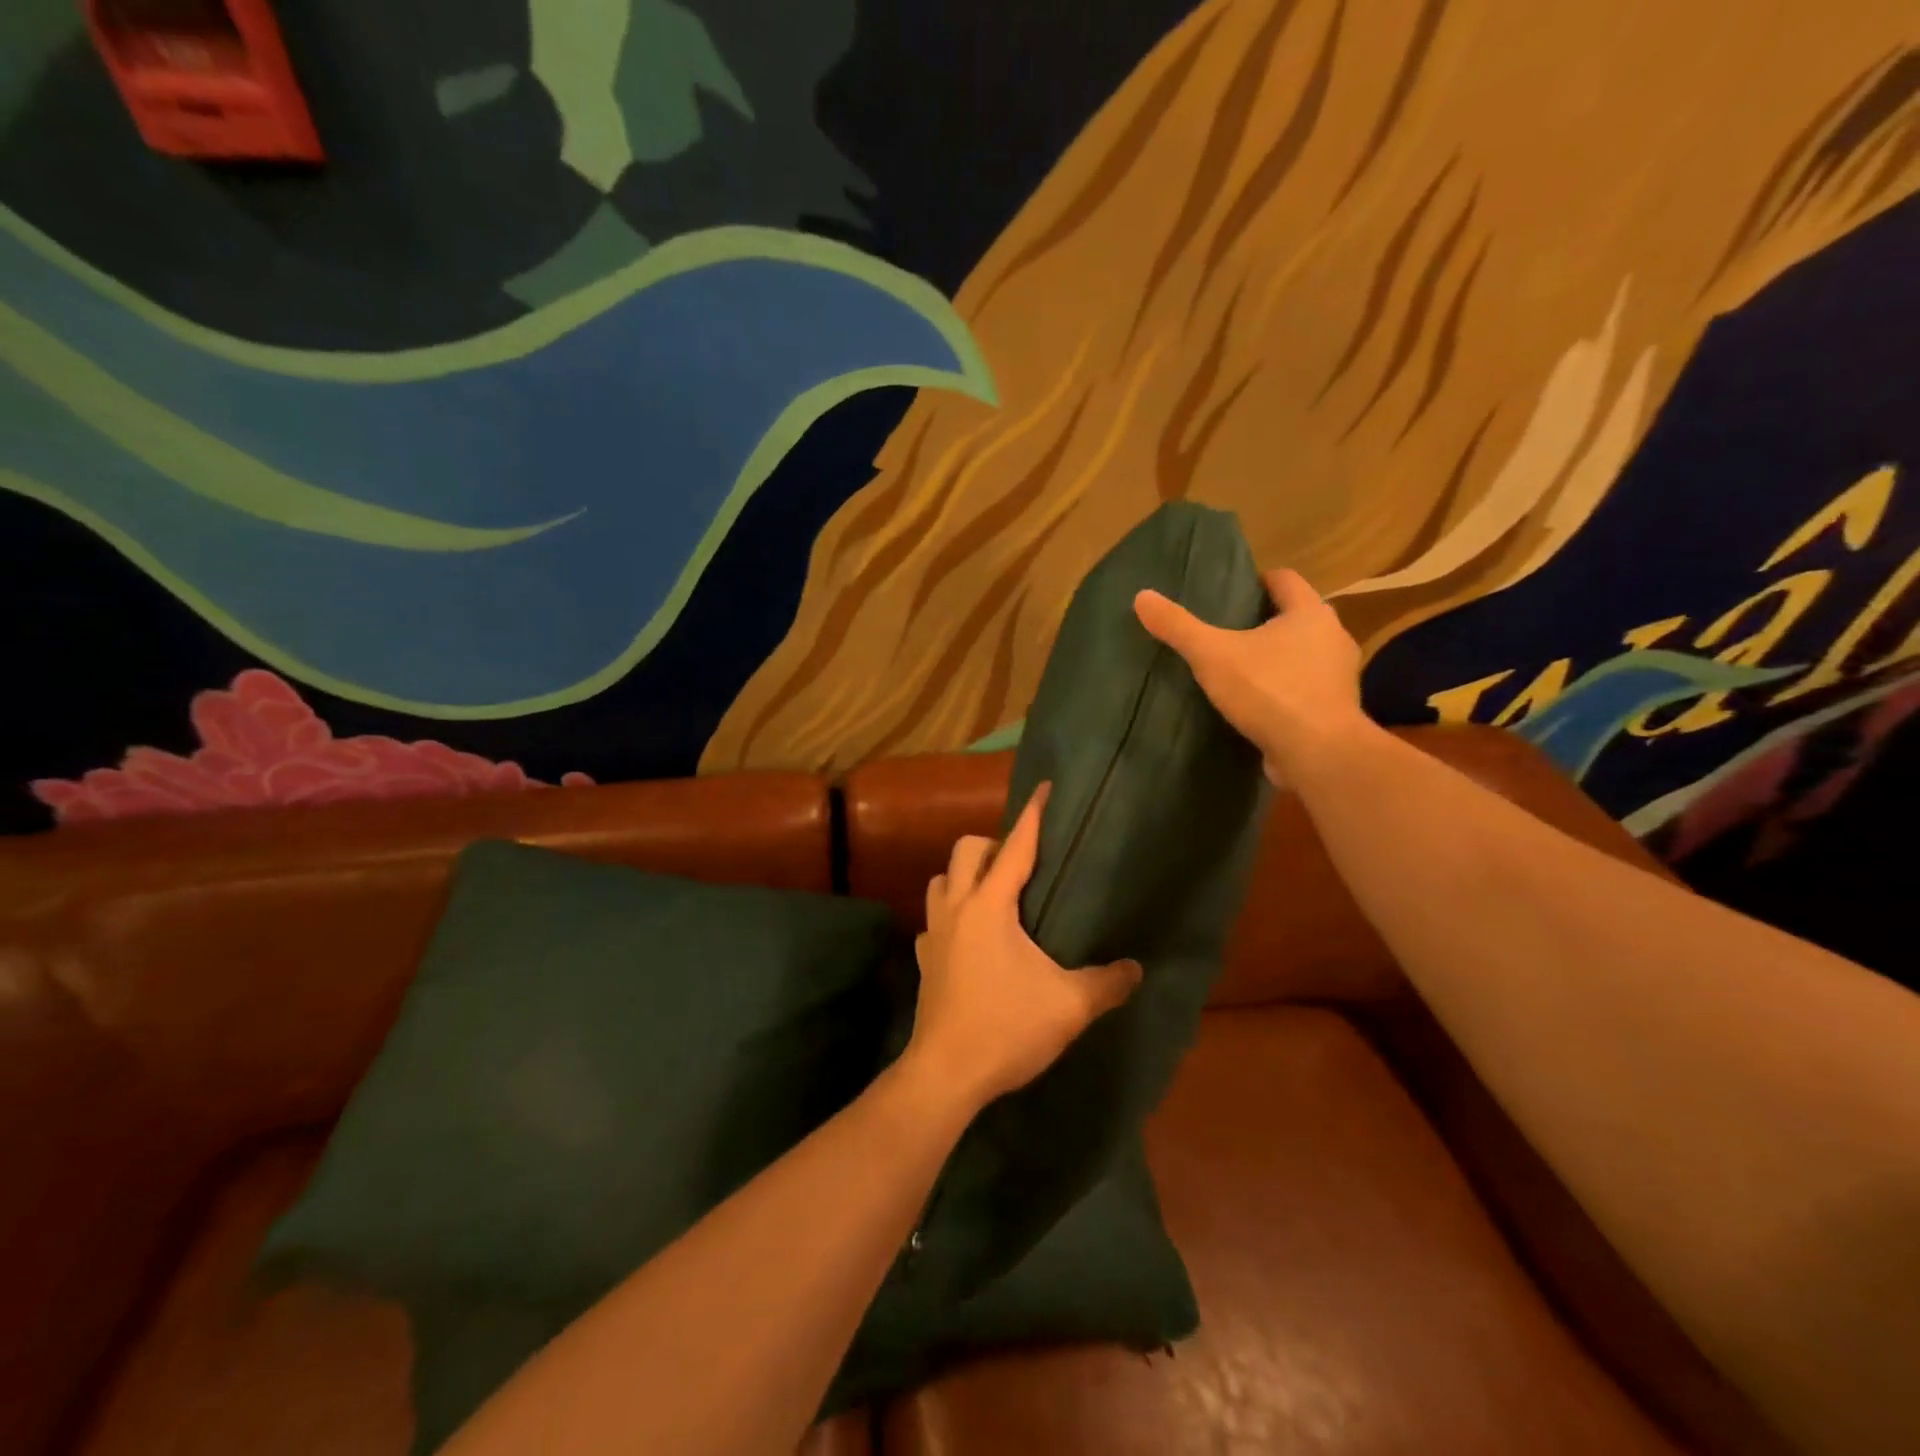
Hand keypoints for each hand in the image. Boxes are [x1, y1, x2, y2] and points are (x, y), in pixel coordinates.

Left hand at [906, 783, 1142, 1111]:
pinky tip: (970, 939)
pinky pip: (933, 919)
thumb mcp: (1069, 1006)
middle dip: (993, 845)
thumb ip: (1107, 983)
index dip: (1032, 815)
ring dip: (965, 876)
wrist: (945, 1074)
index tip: (1043, 787)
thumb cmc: (1006, 1028)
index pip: (1015, 846)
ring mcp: (933, 932)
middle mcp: (956, 908)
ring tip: (995, 896)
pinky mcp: (923, 958)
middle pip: (965, 850)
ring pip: (941, 880)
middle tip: (1022, 866)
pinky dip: (951, 915)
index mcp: (990, 906)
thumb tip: (1135, 969)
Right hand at [1134, 567, 1368, 784]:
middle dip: (1268, 622)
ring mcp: (1339, 677)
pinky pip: (1306, 690)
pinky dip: (1286, 691)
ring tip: (1242, 668)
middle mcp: (1333, 638)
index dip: (1260, 581)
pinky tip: (1258, 704)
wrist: (1318, 752)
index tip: (1235, 591)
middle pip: (1298, 618)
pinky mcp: (1335, 711)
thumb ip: (1179, 627)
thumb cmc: (1269, 690)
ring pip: (1305, 656)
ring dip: (1279, 659)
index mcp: (1310, 613)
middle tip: (1231, 630)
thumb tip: (1141, 597)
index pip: (1286, 580)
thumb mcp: (1213, 655)